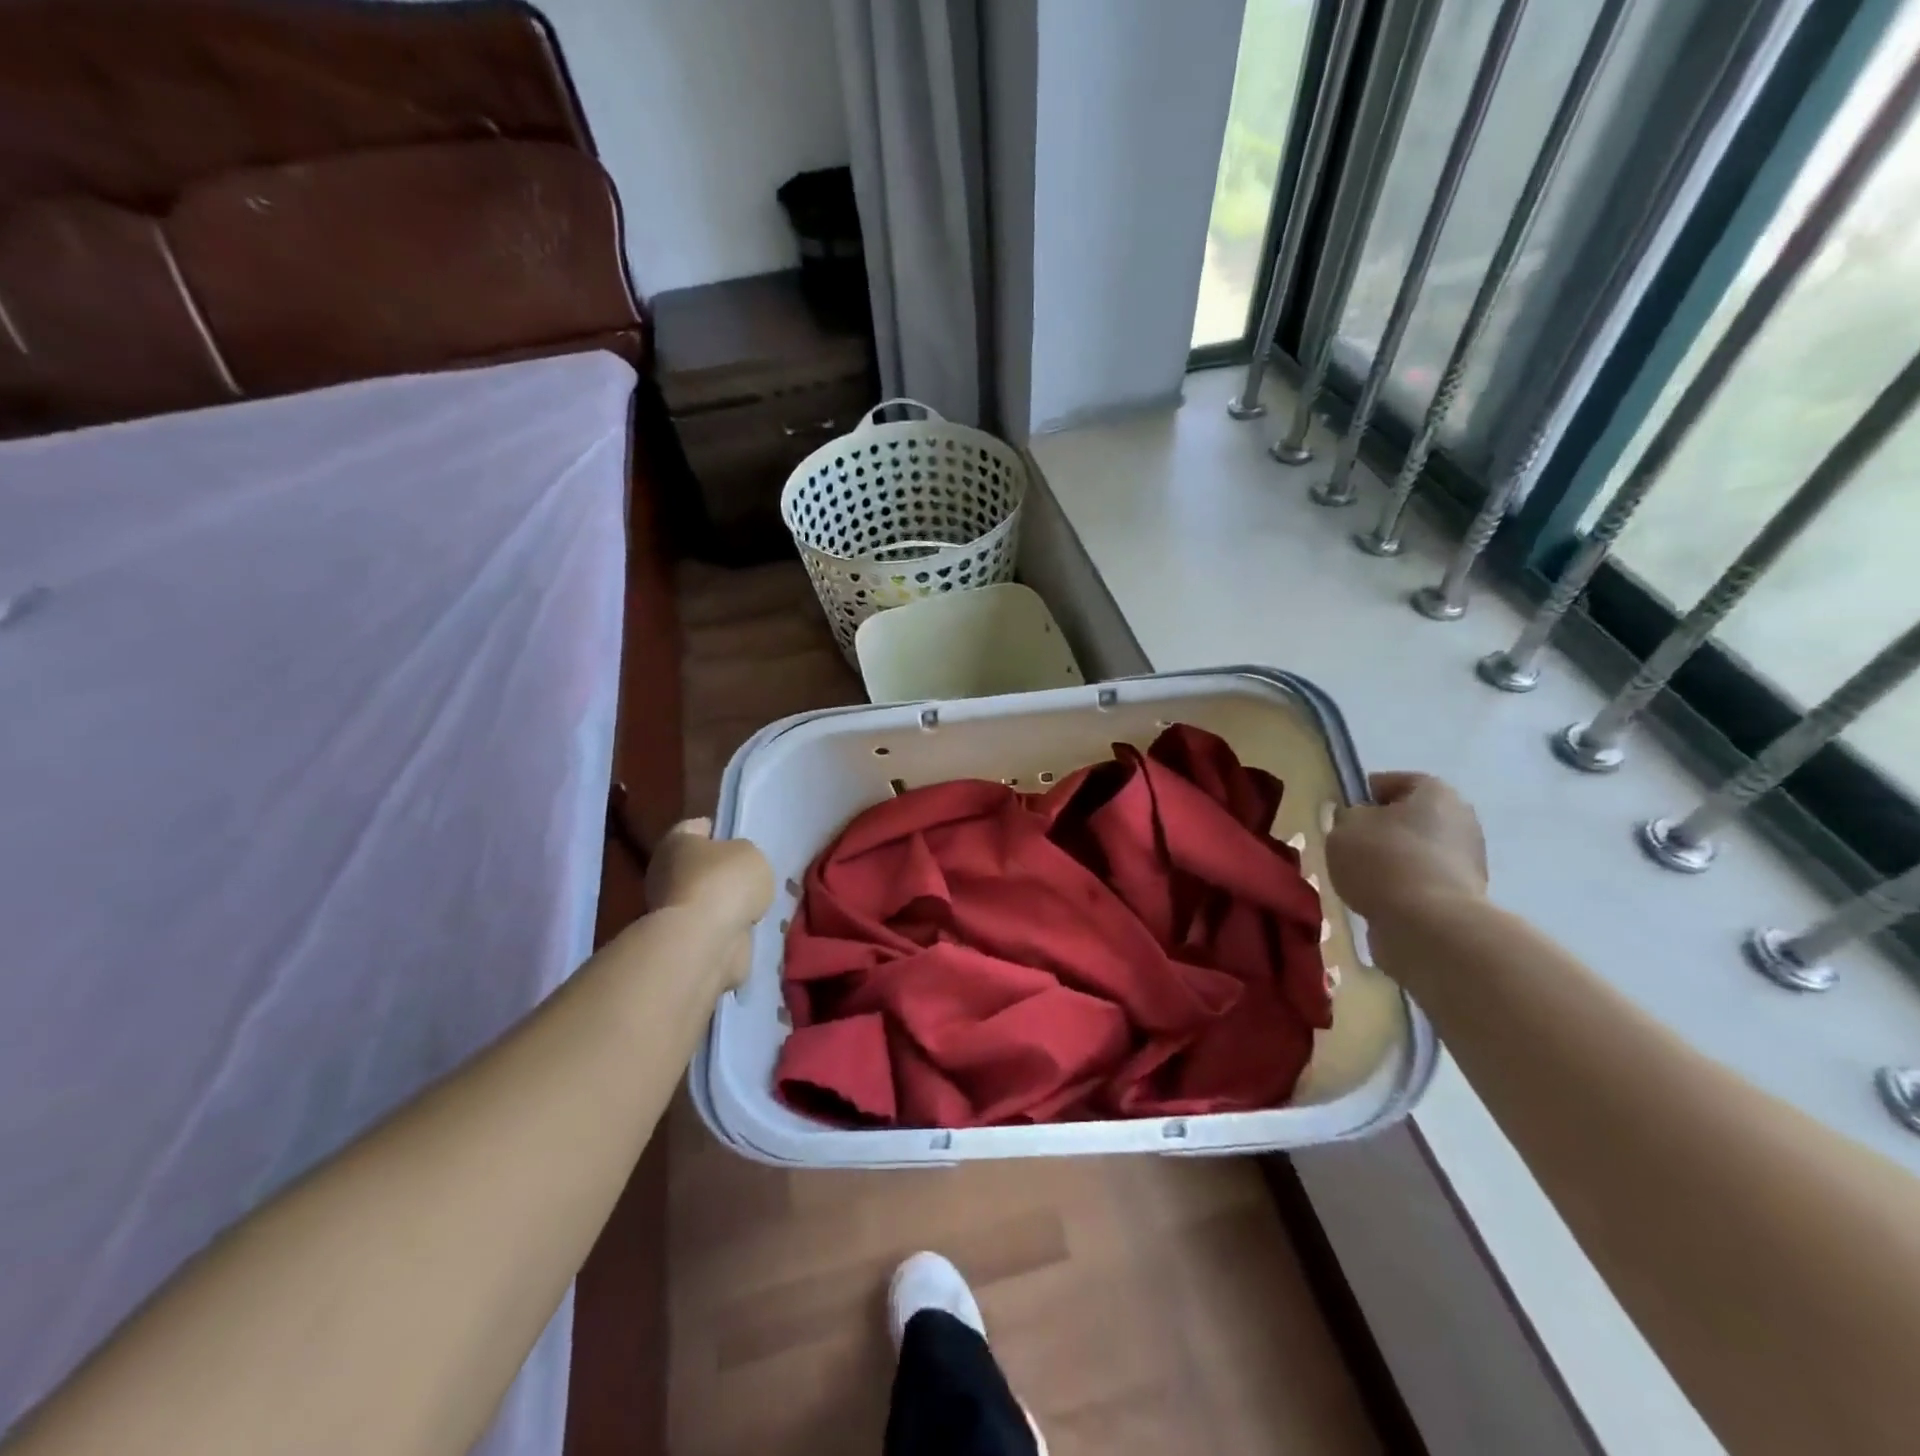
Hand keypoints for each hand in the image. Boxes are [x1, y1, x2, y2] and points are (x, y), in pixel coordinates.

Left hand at [645, 819, 774, 965]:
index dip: (718, 831)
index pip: (696, 827)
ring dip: (724, 903)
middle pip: (698, 866)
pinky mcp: (682, 941)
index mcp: (676, 842)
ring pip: (705, 898)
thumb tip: (738, 870)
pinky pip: (710, 927)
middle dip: (721, 871)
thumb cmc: (725, 883)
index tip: (739, 839)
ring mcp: (670, 910)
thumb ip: (745, 856)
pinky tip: (747, 927)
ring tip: (755, 904)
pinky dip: (725, 928)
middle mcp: (665, 873)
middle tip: (750, 876)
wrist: (705, 943)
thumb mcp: (750, 854)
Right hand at [1326, 772, 1487, 926]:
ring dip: (1394, 860)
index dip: (1365, 794)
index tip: (1344, 812)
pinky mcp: (1466, 896)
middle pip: (1411, 818)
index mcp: (1436, 793)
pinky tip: (1380, 898)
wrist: (1428, 925)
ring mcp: (1469, 861)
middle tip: (1351, 844)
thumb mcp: (1344, 828)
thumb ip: (1347, 816)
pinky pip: (1424, 881)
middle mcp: (1461, 820)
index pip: (1395, 782)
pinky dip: (1404, 886)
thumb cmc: (1383, 861)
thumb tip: (1356, 819)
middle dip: (1383, 829)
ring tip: (1362, 877)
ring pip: (1418, 851)